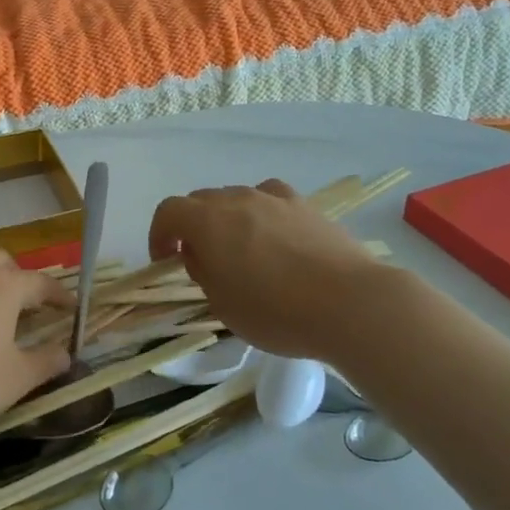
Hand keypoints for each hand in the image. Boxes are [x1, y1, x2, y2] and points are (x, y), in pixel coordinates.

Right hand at [148, 180, 382, 359]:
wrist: (349, 303)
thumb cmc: (276, 311)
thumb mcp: (223, 305)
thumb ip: (203, 273)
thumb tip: (200, 254)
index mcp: (207, 222)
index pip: (168, 212)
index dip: (159, 234)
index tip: (165, 260)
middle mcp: (236, 199)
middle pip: (200, 200)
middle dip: (191, 226)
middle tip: (200, 259)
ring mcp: (273, 198)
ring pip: (235, 197)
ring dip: (225, 218)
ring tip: (240, 249)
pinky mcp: (305, 205)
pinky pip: (269, 197)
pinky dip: (260, 211)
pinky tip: (273, 233)